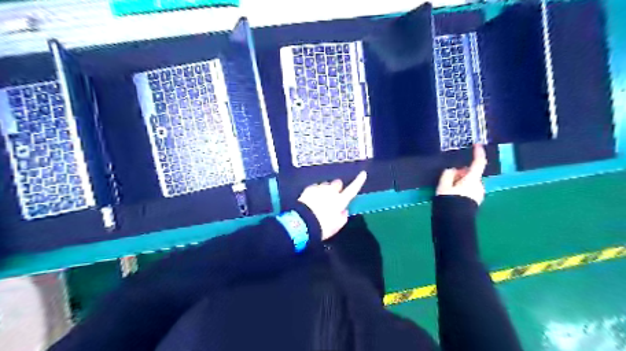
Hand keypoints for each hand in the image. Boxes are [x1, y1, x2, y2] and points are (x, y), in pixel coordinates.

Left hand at [296, 171, 366, 241]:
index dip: (358, 181)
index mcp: (340, 201)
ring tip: (319, 201)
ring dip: (325, 190)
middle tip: (333, 197)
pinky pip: (315, 187)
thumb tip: (344, 211)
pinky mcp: (309, 189)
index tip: (363, 173)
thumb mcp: (336, 226)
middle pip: (337, 183)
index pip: (353, 189)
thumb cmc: (322, 227)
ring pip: (325, 185)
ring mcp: (319, 188)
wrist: (302, 223)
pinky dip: (315, 192)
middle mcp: (331, 191)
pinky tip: (311, 200)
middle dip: (336, 187)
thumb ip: (342, 217)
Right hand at [436, 144, 488, 205]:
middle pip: (471, 174)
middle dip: (461, 173)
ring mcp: (479, 194)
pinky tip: (453, 196)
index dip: (478, 153)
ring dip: (461, 182)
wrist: (454, 222)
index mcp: (472, 179)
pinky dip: (462, 189)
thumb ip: (448, 174)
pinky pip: (469, 190)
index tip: (477, 145)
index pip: (478, 163)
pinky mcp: (477, 201)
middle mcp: (479, 185)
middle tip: (447, 179)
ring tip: (447, 190)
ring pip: (470, 182)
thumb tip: (453, 170)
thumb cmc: (449, 201)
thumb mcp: (443, 186)